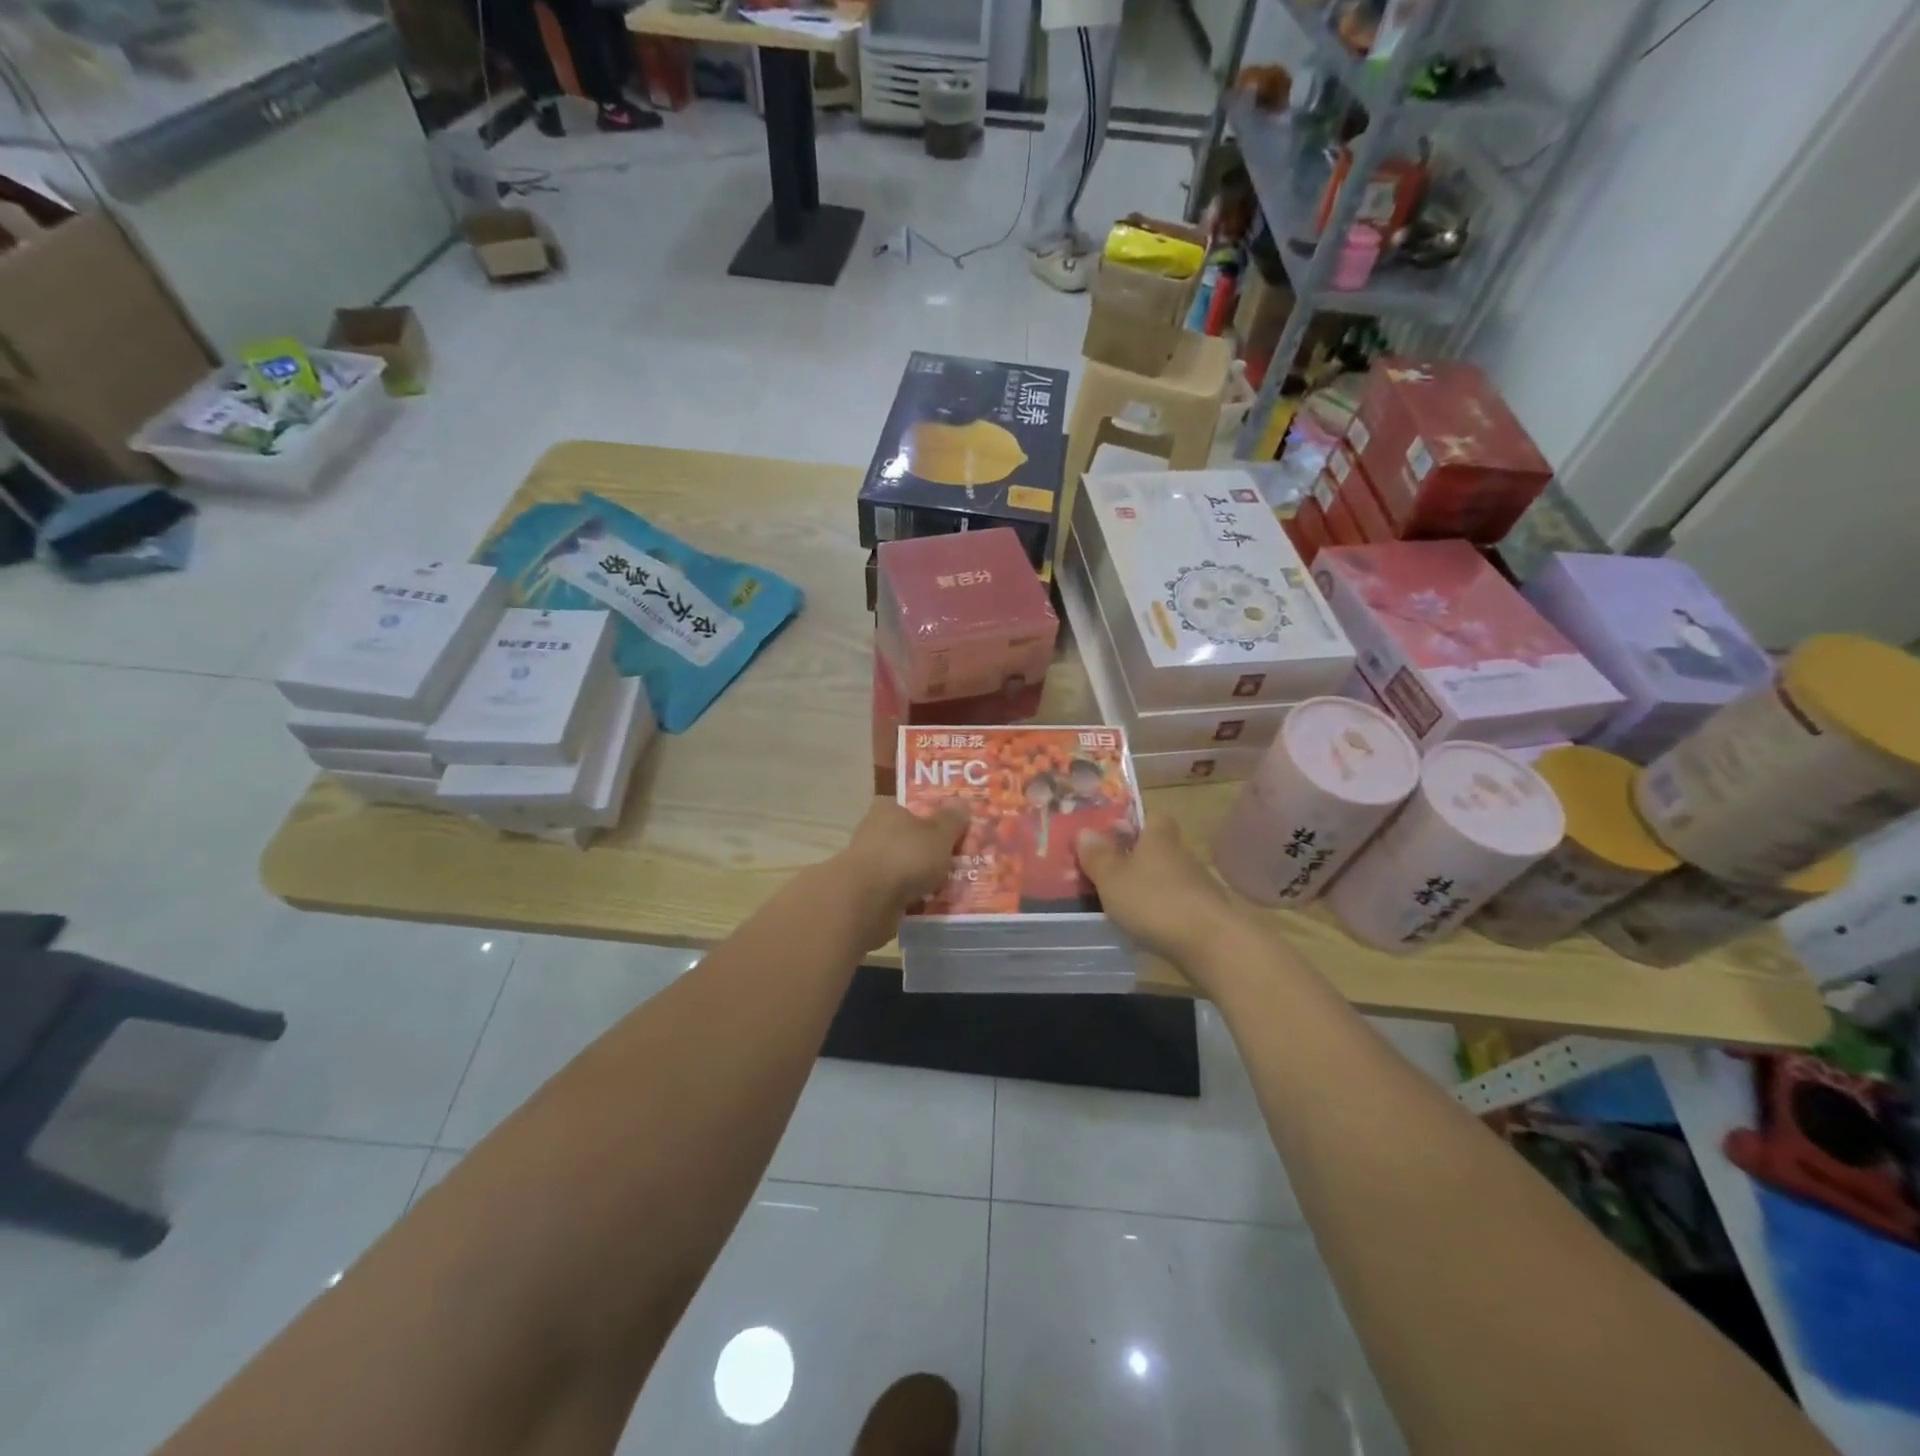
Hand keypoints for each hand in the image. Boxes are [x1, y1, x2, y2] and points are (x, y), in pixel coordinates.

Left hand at [832, 798, 970, 950]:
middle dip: (928, 849)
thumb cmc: (905, 856)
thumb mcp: (939, 834)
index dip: (929, 814)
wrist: (866, 902)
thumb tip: (961, 803)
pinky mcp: (866, 892)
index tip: (948, 828)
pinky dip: (912, 896)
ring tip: (950, 885)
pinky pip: (898, 891)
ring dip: (921, 875)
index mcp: (887, 809)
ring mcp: (867, 863)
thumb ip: (951, 820)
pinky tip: (932, 904)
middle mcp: (873, 831)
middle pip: (907, 837)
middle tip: (956, 859)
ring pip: (903, 866)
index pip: (908, 805)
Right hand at [1075, 818, 1256, 979]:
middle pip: (1156, 847)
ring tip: (1118, 902)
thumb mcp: (1112, 877)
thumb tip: (1085, 831)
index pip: (1151, 815)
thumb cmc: (1155, 901)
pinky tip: (1144, 925)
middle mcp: (1181, 854)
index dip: (1132, 821)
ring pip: (1165, 876)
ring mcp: (1197, 884)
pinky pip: (1175, 903)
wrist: (1212, 945)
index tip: (1110, 833)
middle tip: (1105, 870)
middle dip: (1134, 856)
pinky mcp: (1205, 913)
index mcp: (1159, 836)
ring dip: (1147, 886)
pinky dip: (1160, 910)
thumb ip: (1097, 855)